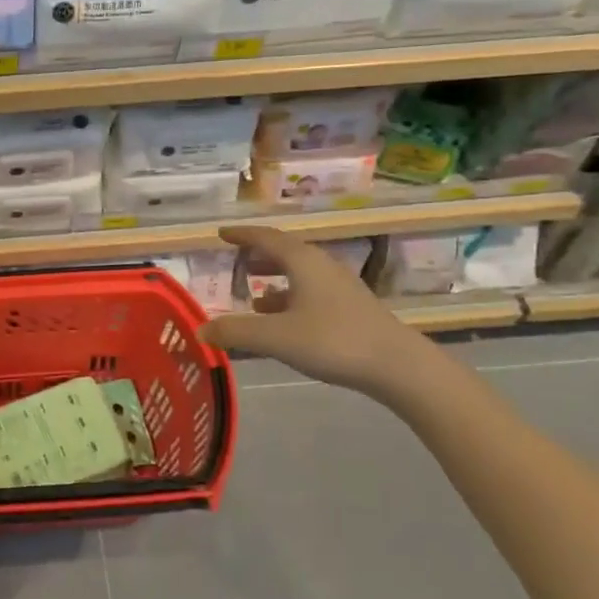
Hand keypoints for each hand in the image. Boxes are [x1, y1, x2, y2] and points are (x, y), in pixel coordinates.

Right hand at [198, 225, 432, 398]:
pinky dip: (290, 299)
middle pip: (285, 253)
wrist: (398, 366)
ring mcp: (340, 288)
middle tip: (237, 261)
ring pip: (300, 275)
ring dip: (275, 280)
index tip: (221, 233)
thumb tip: (200, 330)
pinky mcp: (351, 309)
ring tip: (253, 296)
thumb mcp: (276, 337)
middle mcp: (322, 267)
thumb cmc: (333, 341)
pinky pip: (311, 293)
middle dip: (259, 256)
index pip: (266, 238)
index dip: (242, 235)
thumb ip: (236, 332)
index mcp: (303, 262)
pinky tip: (282, 321)